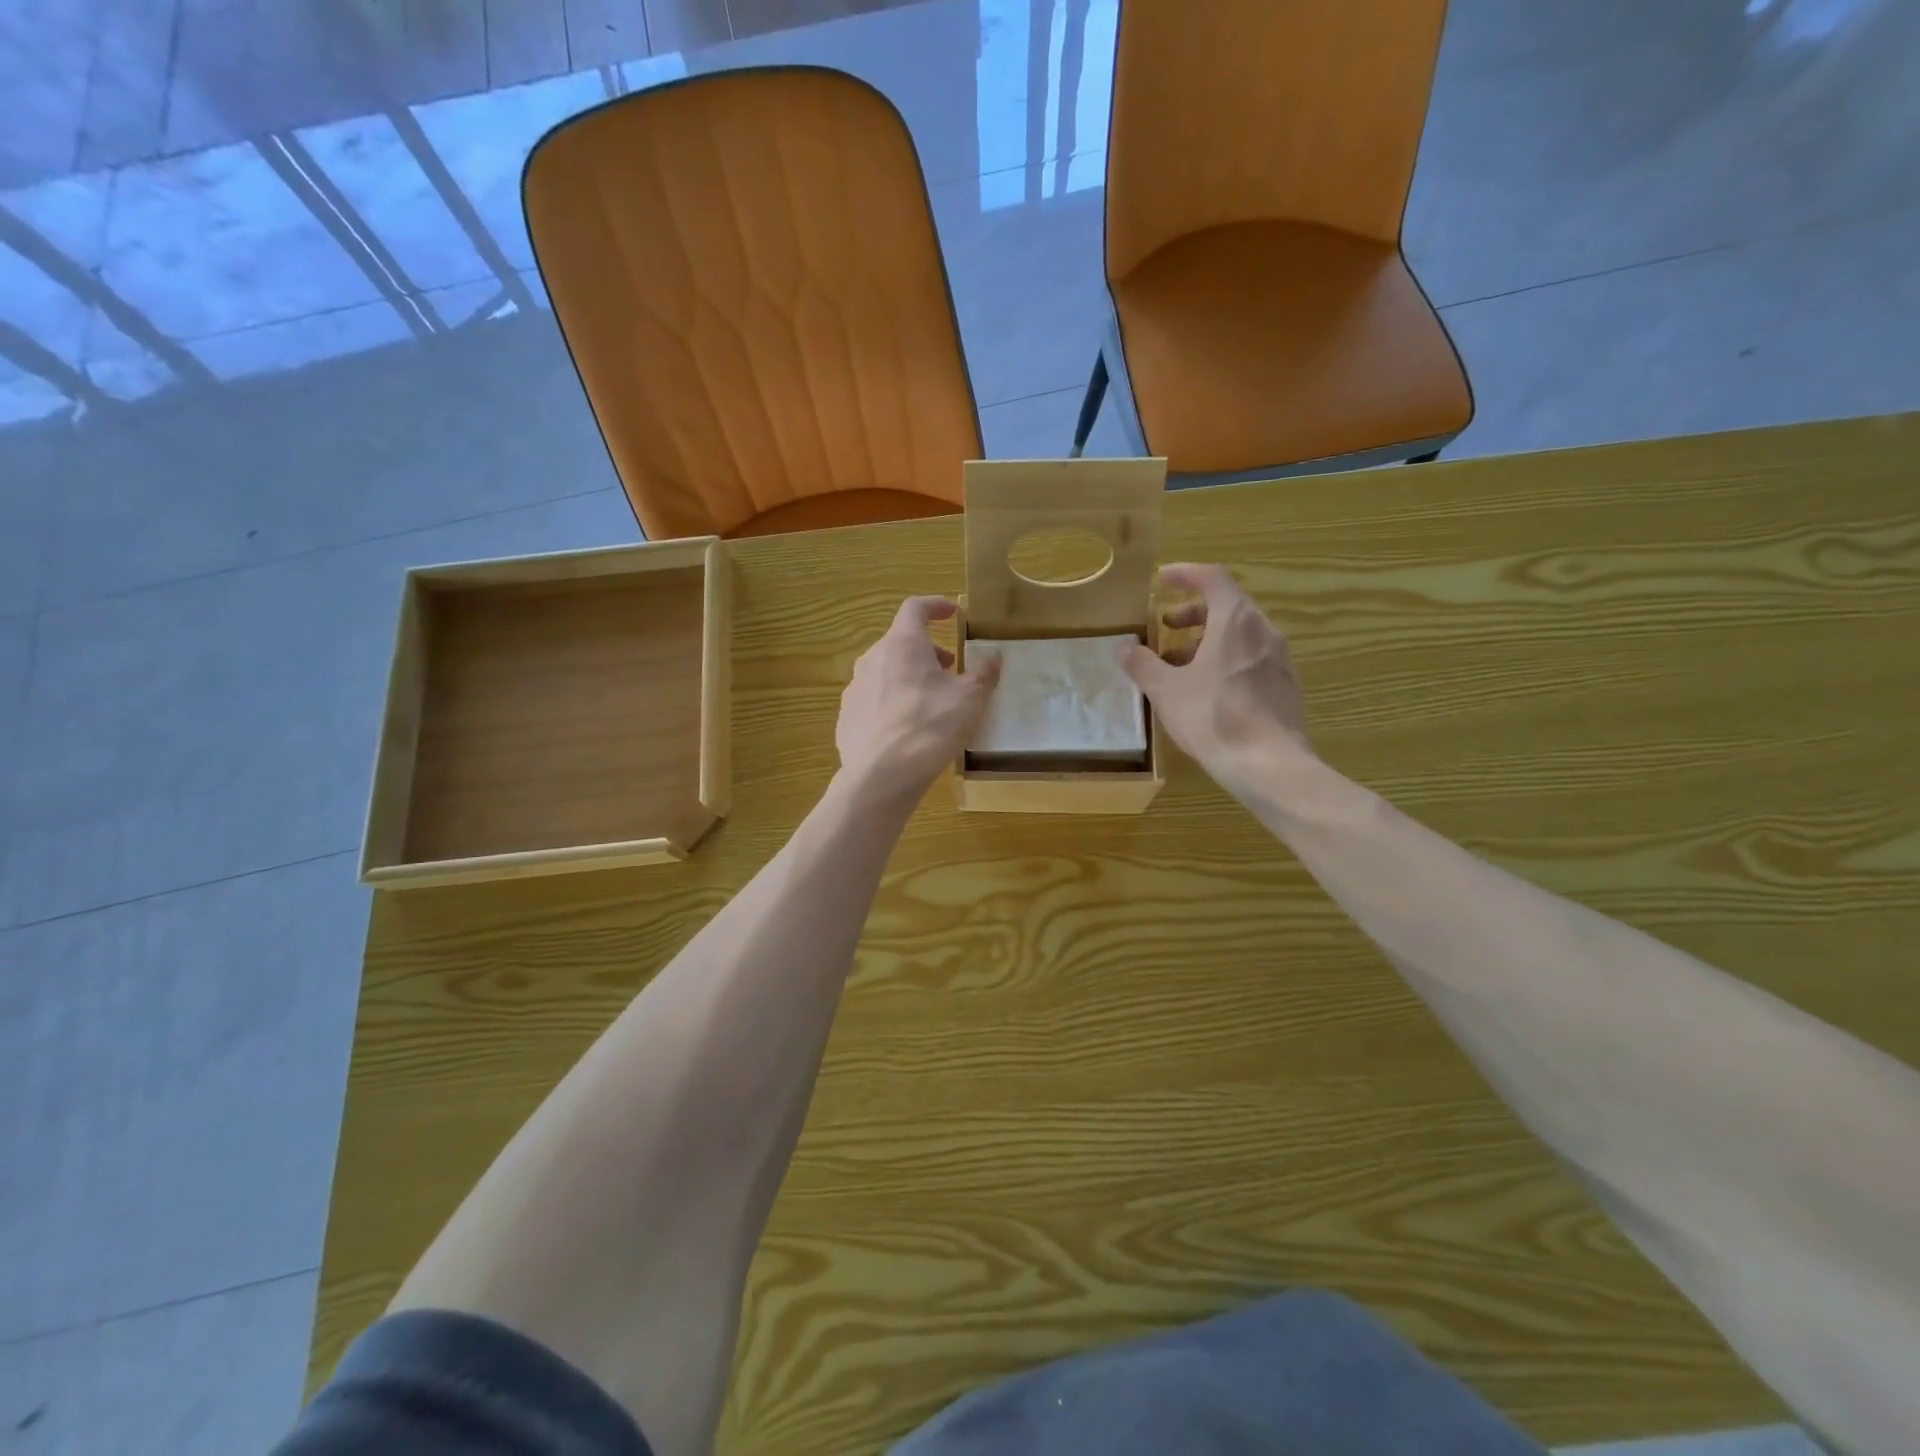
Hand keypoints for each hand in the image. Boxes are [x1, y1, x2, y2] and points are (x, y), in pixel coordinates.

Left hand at [836, 597, 999, 805]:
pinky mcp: (847, 717)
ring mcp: (855, 689)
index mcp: (902, 644)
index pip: (915, 608)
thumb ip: (984, 673)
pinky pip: (873, 700)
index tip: (952, 612)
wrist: (880, 776)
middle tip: (950, 669)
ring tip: (930, 700)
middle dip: (927, 650)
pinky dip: (892, 702)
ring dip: (909, 676)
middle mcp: (872, 659)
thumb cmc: (929, 727)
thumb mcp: (969, 699)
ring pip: (885, 671)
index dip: (935, 605)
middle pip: (900, 642)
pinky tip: (907, 728)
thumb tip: (994, 657)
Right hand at [1119, 564, 1311, 784]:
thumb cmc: (1213, 718)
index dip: (1185, 574)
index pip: (1212, 578)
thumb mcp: (1166, 691)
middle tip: (1166, 626)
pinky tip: (1208, 689)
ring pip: (1240, 633)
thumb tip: (1123, 647)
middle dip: (1193, 612)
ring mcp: (1280, 658)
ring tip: (1179, 664)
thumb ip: (1143, 664)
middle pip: (1228, 605)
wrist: (1269, 764)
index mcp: (1235, 621)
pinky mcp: (1286, 684)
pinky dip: (1226, 658)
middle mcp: (1263, 630)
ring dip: (1208, 639)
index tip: (1162, 579)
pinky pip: (1252, 656)